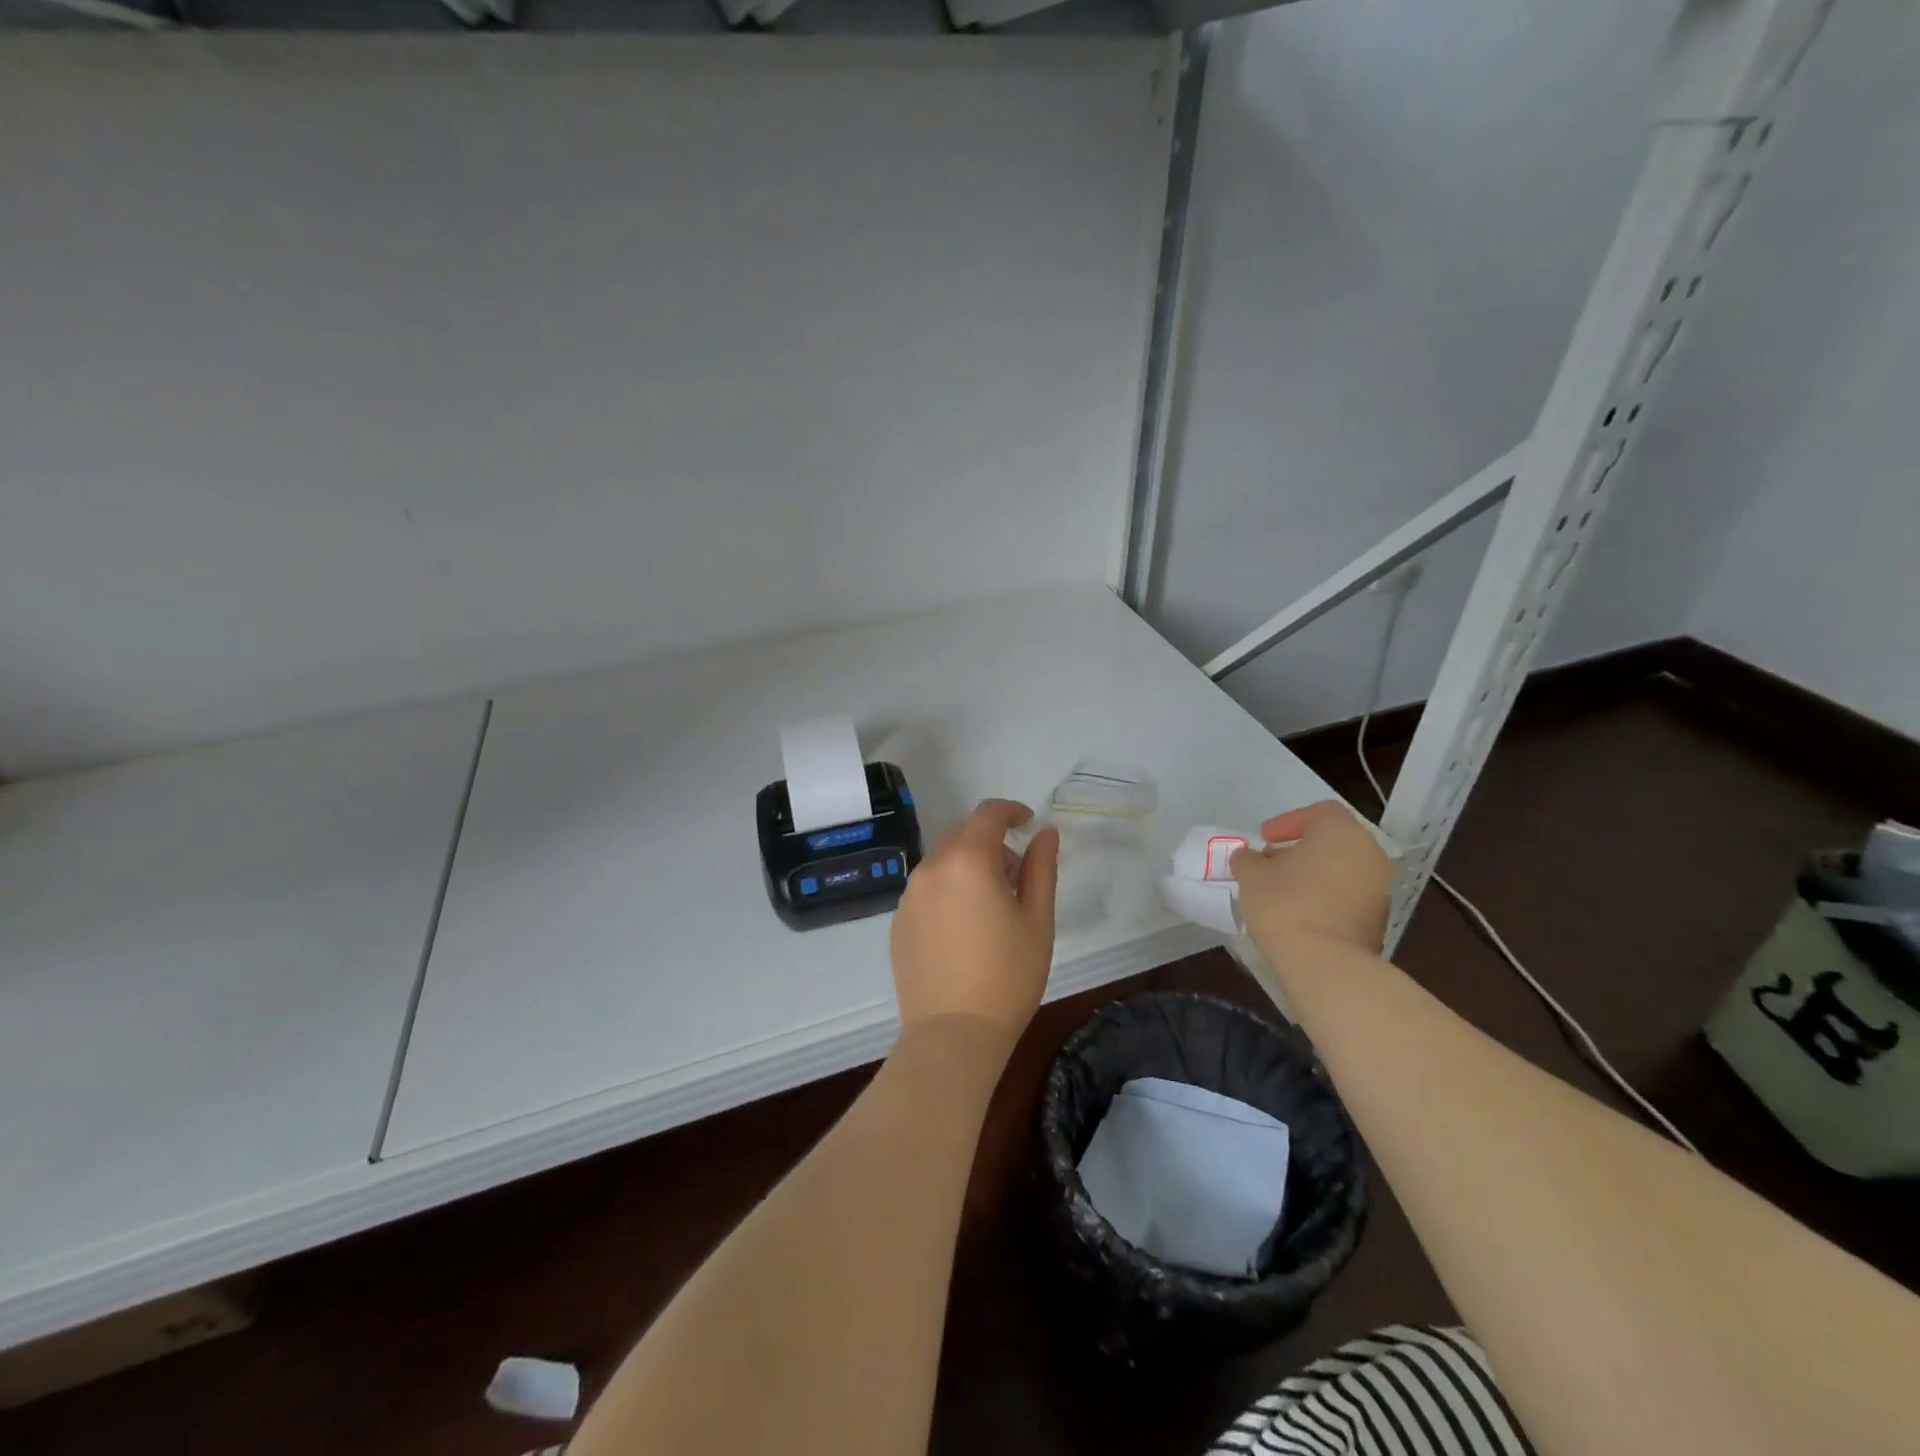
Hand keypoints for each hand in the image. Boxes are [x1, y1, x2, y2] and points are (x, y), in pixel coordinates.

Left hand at [890, 799, 1058, 1051]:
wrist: (953, 1034)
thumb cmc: (1007, 976)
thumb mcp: (1037, 919)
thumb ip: (1041, 868)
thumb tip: (1045, 832)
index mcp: (967, 860)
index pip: (987, 814)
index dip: (1011, 811)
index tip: (1028, 823)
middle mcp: (931, 868)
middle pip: (962, 834)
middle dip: (990, 841)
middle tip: (1016, 874)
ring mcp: (909, 895)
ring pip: (942, 862)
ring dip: (968, 865)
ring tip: (991, 905)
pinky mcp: (898, 921)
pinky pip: (927, 889)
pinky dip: (948, 890)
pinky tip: (964, 928)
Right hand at [1230, 800, 1393, 953]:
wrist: (1326, 964)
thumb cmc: (1286, 904)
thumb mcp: (1251, 875)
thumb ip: (1248, 859)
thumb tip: (1250, 858)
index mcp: (1342, 832)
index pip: (1319, 812)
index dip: (1289, 821)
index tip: (1265, 838)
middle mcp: (1369, 853)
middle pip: (1333, 841)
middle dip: (1301, 849)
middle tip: (1271, 863)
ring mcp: (1380, 888)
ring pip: (1343, 869)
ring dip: (1314, 874)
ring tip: (1282, 891)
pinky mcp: (1380, 919)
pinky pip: (1349, 896)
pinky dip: (1327, 896)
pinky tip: (1301, 912)